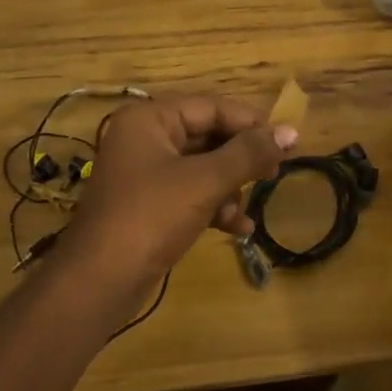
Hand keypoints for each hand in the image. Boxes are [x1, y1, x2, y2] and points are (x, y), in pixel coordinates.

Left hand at [59, 95, 297, 291]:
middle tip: (275, 172)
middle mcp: (144, 138)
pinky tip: (239, 228)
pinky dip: (214, 206)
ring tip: (249, 207)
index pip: (210, 107)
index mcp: (149, 119)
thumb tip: (291, 132)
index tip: (288, 142)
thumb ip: (249, 154)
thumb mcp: (205, 181)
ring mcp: (143, 173)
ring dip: (229, 186)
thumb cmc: (151, 217)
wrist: (99, 282)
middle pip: (206, 136)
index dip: (251, 123)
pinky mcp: (148, 205)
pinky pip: (189, 193)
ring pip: (201, 167)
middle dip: (240, 158)